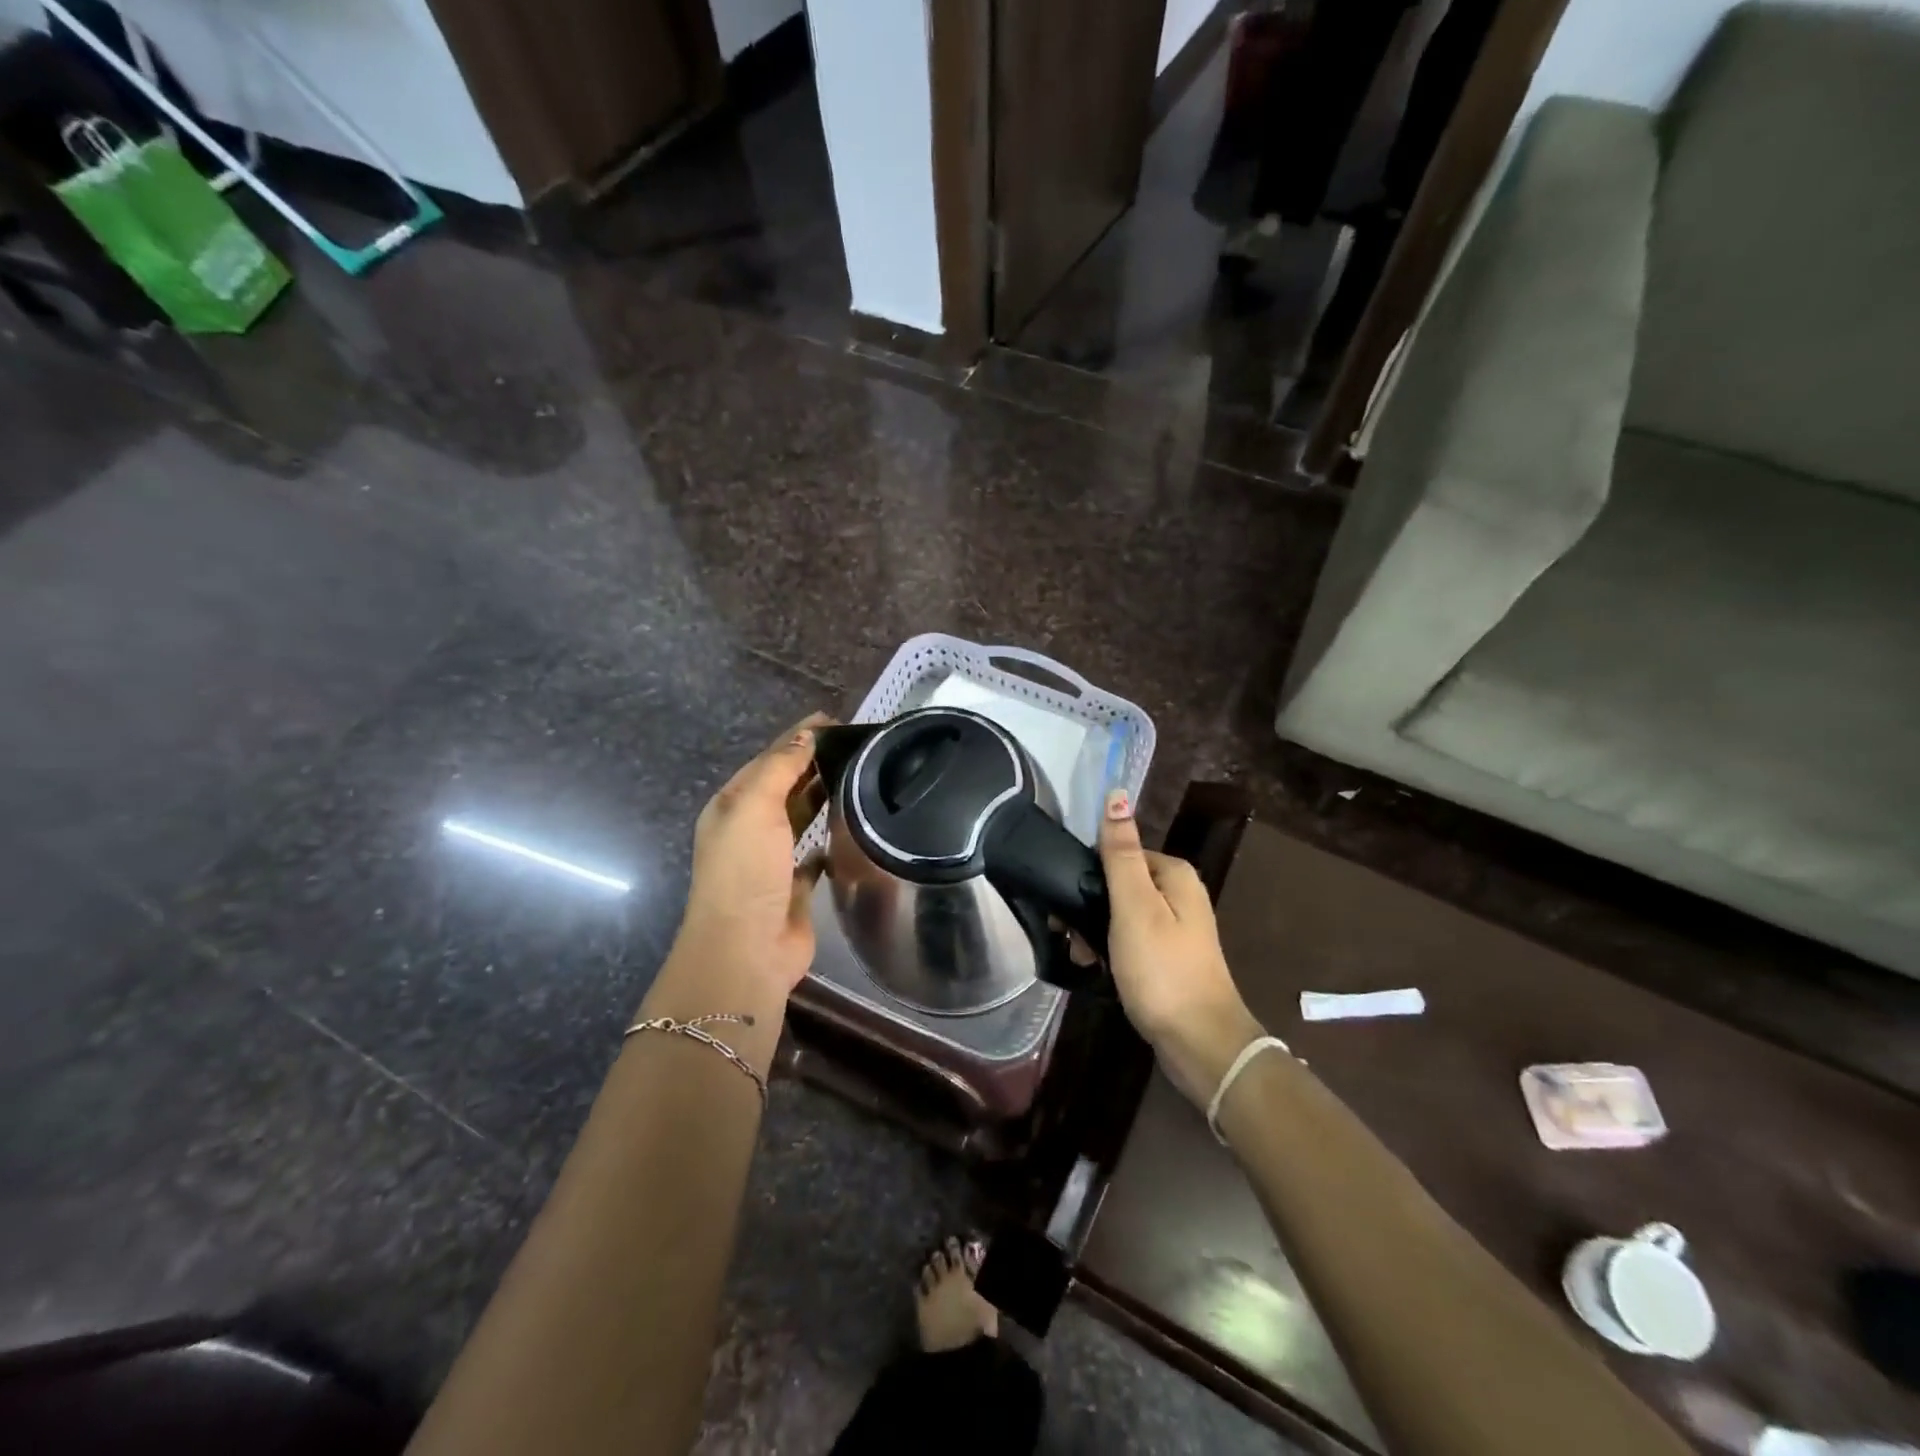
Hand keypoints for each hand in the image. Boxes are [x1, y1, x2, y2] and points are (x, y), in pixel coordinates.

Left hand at [672, 713, 829, 998]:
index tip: (835, 720)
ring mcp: (772, 859)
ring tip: (861, 775)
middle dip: (813, 763)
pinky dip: (828, 837)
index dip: (798, 738)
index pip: (769, 759)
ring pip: (800, 816)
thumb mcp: (754, 807)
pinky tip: (851, 826)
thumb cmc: (746, 870)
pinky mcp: (795, 885)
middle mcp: (749, 829)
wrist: (747, 948)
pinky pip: (815, 853)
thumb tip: (806, 735)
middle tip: (856, 745)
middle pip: (784, 785)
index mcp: (732, 805)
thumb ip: (780, 768)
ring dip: (822, 795)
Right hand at [1098, 788, 1265, 1105]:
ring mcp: (1177, 928)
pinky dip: (1112, 951)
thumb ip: (1121, 853)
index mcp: (1174, 874)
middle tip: (1073, 938)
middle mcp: (1179, 894)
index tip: (1068, 904)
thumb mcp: (1134, 906)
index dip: (1089, 875)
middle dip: (1091, 908)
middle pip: (1119, 883)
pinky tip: (1099, 970)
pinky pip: (1131, 940)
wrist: (1200, 1043)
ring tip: (1085, 958)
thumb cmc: (1162, 969)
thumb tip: (1117, 795)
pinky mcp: (1169, 957)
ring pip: (1121, 914)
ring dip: (1096, 933)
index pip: (1119, 853)